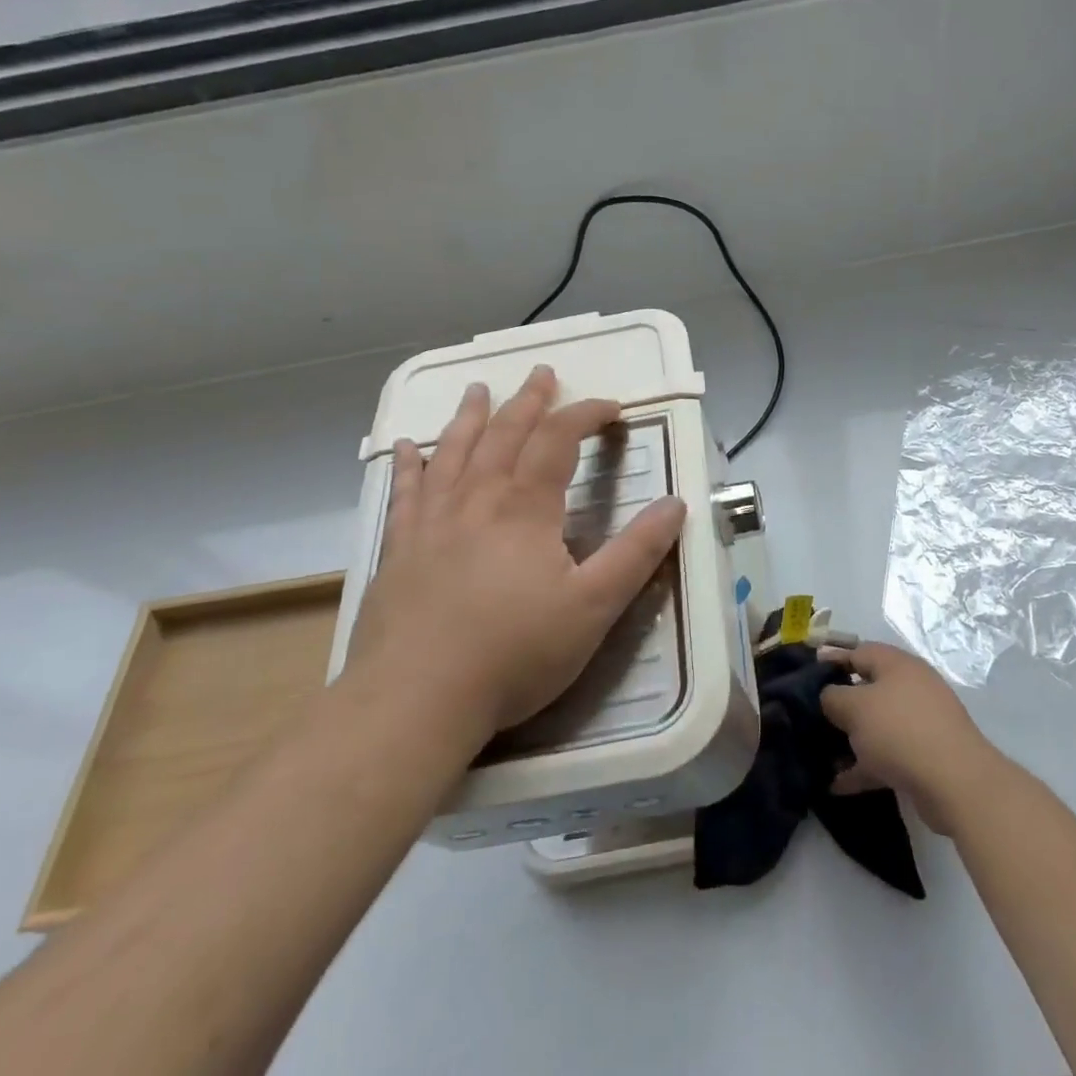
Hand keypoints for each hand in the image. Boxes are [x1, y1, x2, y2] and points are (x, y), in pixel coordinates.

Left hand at [347, 366, 686, 737]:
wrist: (413, 701)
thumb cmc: (514, 653)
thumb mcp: (594, 606)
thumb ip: (637, 552)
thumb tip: (676, 504)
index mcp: (526, 508)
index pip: (560, 440)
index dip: (587, 415)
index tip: (612, 408)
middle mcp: (477, 500)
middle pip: (505, 434)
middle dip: (529, 401)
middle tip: (542, 373)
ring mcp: (431, 523)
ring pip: (453, 452)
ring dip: (469, 417)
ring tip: (478, 389)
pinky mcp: (398, 551)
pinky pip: (405, 494)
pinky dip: (409, 465)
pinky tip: (407, 447)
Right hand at [819, 642, 999, 833]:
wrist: (956, 783)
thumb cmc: (899, 731)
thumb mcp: (854, 707)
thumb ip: (832, 697)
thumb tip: (829, 696)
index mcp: (896, 665)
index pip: (857, 652)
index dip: (830, 661)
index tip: (805, 677)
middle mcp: (910, 687)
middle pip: (867, 690)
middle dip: (839, 706)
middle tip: (811, 719)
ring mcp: (920, 722)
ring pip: (876, 726)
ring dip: (850, 740)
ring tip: (821, 756)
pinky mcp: (925, 756)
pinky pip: (886, 756)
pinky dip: (864, 767)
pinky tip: (837, 786)